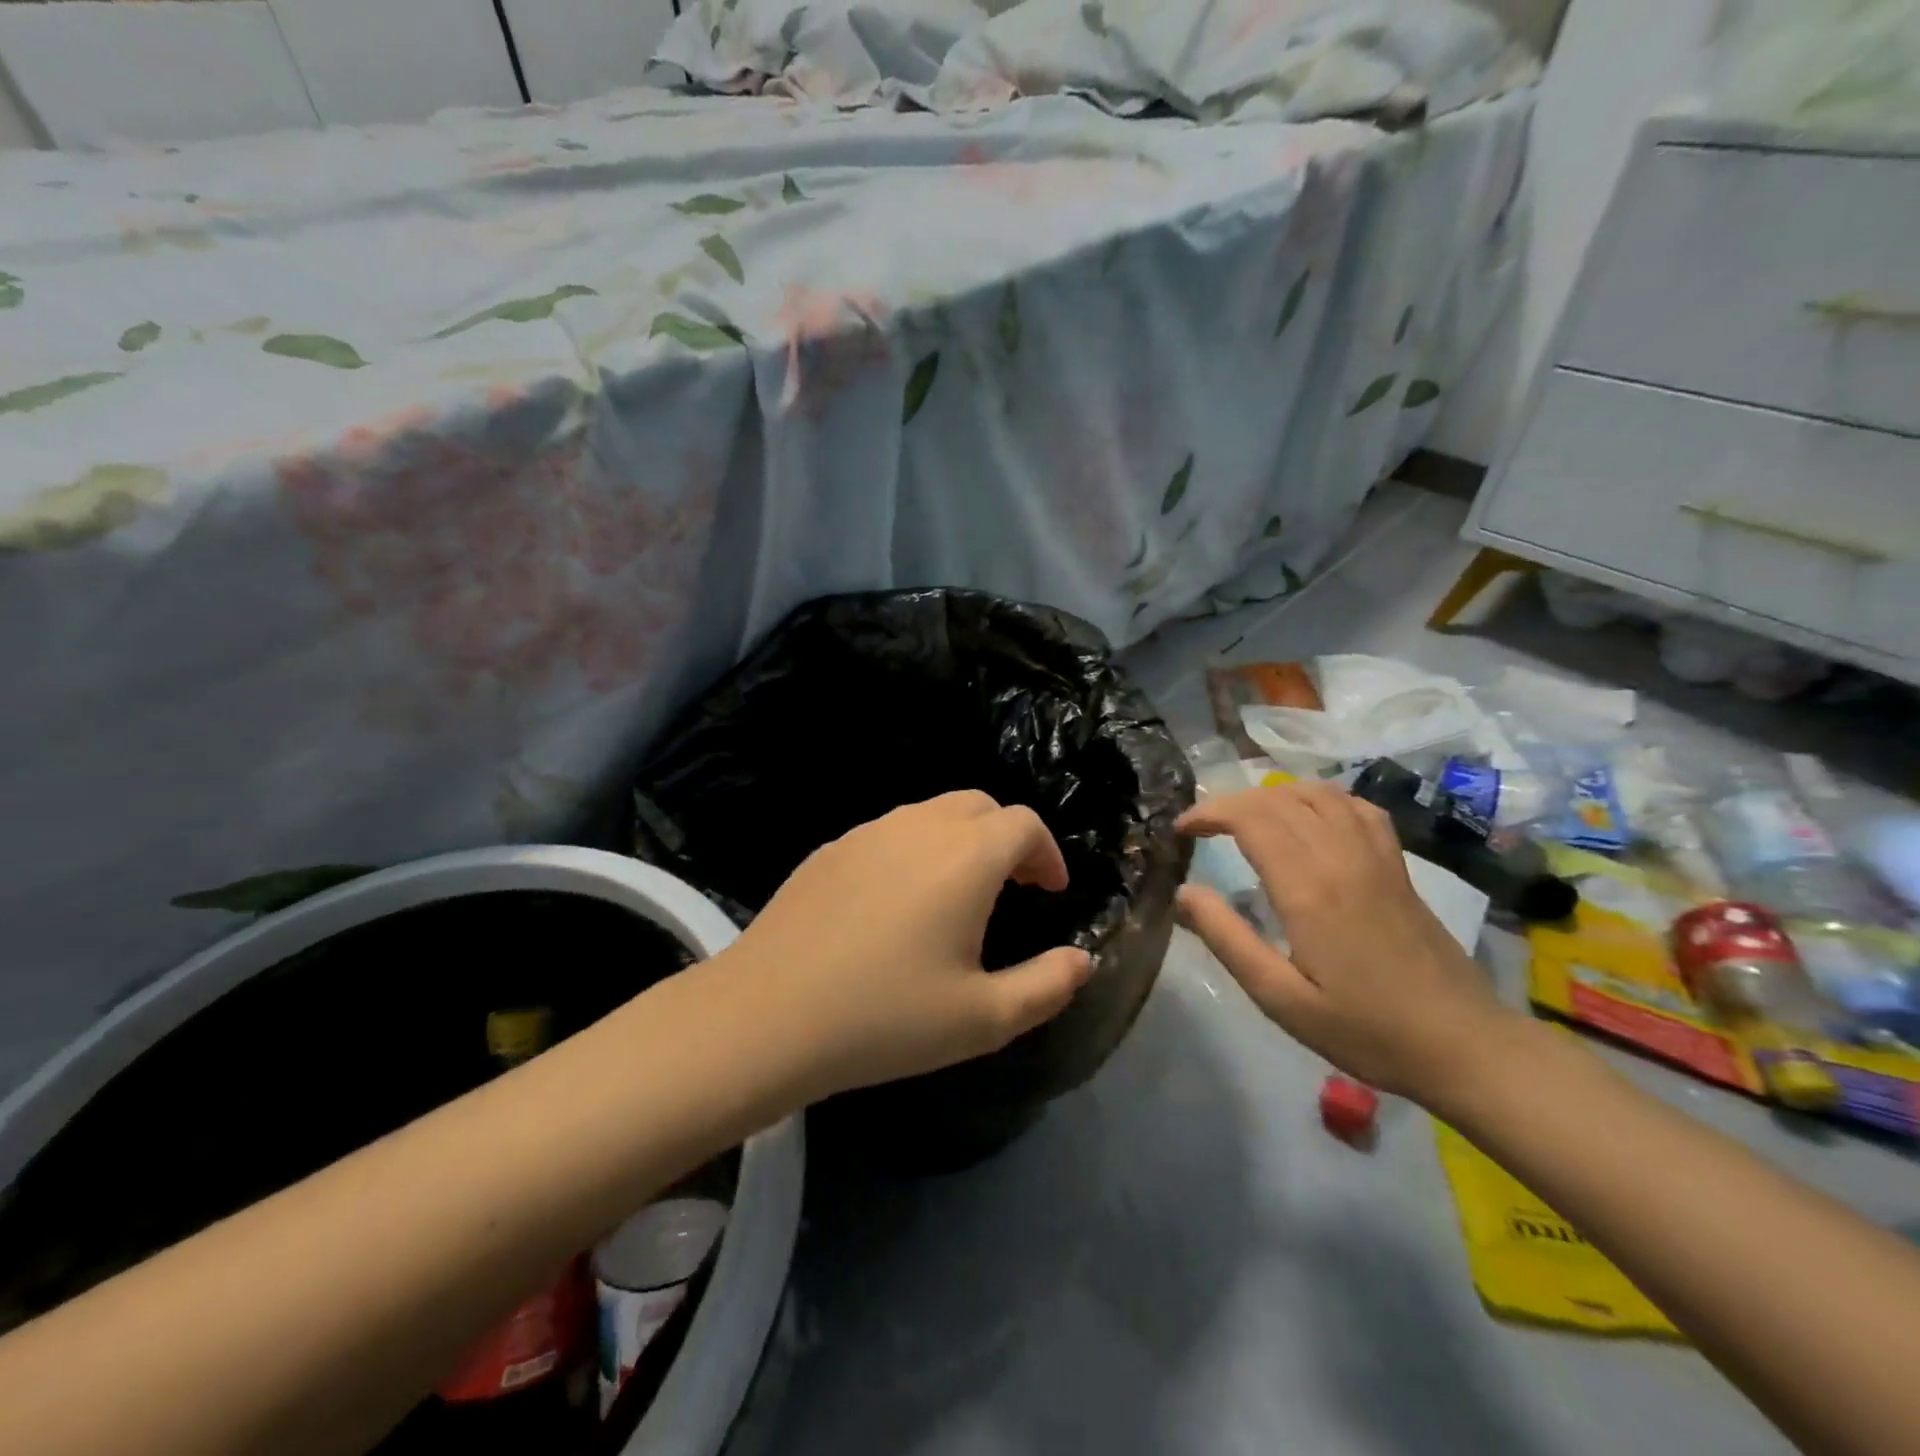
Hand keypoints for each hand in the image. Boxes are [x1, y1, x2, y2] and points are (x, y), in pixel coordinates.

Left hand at [727, 791, 1093, 1102]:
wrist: (767, 1016)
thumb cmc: (885, 1018)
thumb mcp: (983, 1019)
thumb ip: (1047, 986)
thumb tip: (1080, 959)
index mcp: (966, 856)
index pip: (1024, 824)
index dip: (1047, 854)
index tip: (1049, 893)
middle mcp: (919, 826)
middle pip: (980, 805)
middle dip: (1008, 838)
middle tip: (1012, 889)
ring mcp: (868, 832)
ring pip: (932, 813)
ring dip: (961, 841)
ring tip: (958, 896)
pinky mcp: (830, 848)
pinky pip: (890, 832)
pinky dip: (916, 850)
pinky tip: (898, 904)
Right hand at [1176, 780, 1515, 1101]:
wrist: (1463, 1045)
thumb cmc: (1365, 1029)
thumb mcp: (1280, 998)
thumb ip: (1227, 938)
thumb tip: (1182, 892)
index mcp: (1308, 887)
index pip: (1249, 818)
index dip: (1208, 813)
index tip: (1180, 830)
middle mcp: (1341, 857)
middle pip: (1277, 800)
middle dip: (1230, 803)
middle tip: (1201, 828)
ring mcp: (1376, 857)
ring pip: (1317, 794)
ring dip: (1272, 796)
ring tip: (1246, 819)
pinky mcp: (1398, 866)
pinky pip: (1358, 808)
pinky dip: (1322, 798)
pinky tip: (1310, 817)